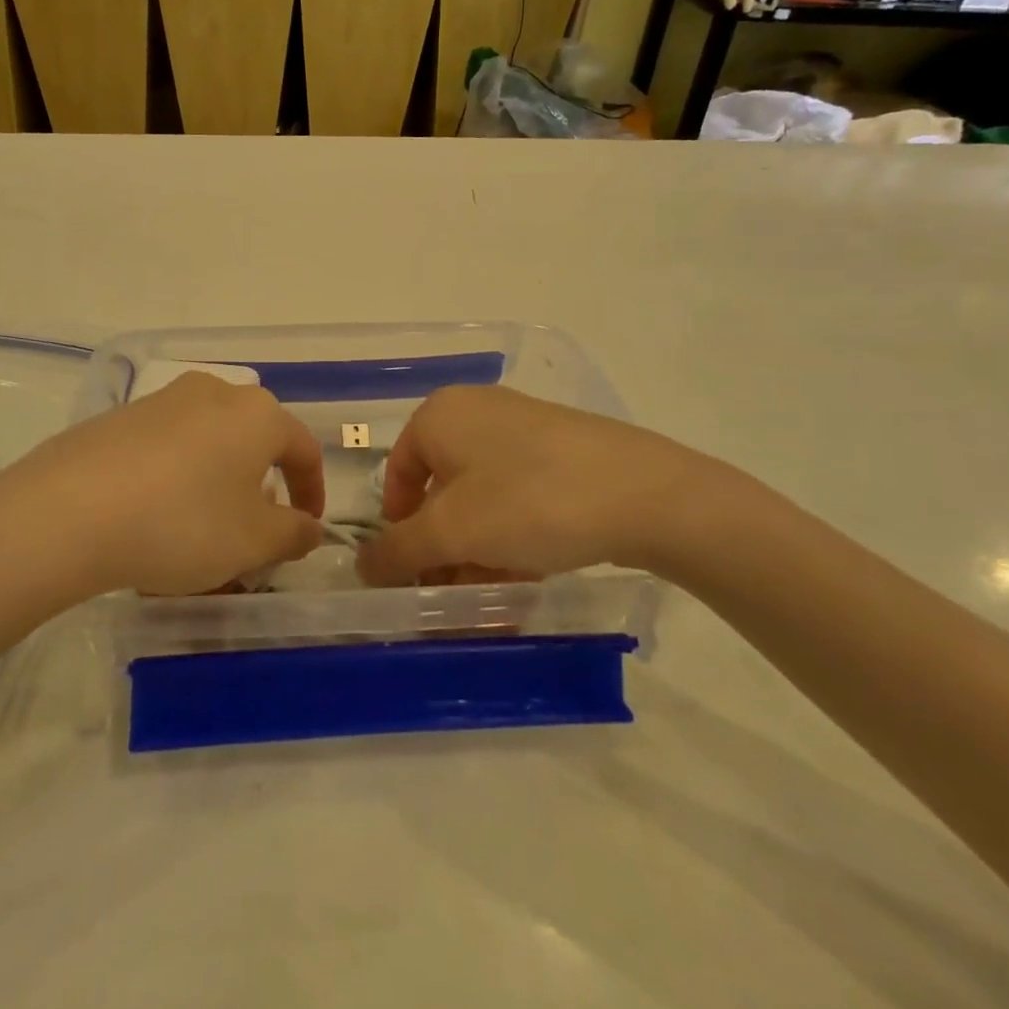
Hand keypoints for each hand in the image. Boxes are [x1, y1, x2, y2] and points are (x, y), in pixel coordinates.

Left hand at [0, 373, 326, 597]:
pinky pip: (167, 447)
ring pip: (208, 443)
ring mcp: (163, 400)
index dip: (312, 490)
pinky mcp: (120, 416)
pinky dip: (176, 478)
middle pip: (253, 440)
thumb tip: (308, 527)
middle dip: (261, 486)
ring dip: (217, 482)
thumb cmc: (182, 523)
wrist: (69, 511)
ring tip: (201, 529)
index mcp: (257, 414)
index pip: (303, 448)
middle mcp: (214, 393)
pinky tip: (154, 517)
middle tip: (253, 530)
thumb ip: (293, 534)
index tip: (306, 527)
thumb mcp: (252, 541)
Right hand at [356, 386, 759, 586]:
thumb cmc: (528, 501)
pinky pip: (518, 495)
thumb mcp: (452, 532)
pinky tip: (528, 574)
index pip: (396, 475)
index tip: (416, 573)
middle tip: (455, 594)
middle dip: (444, 549)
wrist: (645, 493)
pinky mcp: (562, 450)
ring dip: (478, 551)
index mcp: (440, 415)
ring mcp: (523, 428)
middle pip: (440, 492)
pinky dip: (512, 536)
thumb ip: (398, 551)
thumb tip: (362, 566)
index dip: (399, 530)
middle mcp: (476, 412)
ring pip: (481, 499)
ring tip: (494, 596)